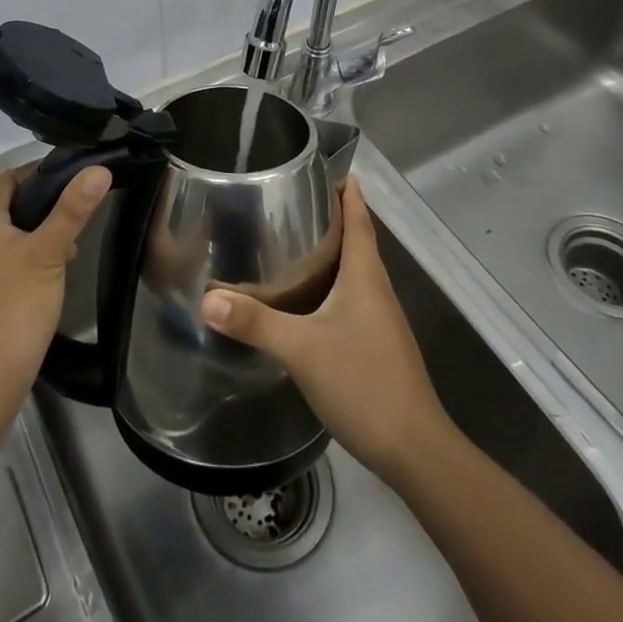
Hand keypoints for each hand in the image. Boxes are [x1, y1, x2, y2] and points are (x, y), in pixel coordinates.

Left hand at [0, 164, 111, 413]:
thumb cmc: (18, 308)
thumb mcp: (50, 253)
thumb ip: (73, 209)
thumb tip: (98, 169)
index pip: (10, 178)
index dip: (43, 175)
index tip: (76, 185)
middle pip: (5, 205)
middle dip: (41, 208)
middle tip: (76, 221)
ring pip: (2, 232)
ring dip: (32, 233)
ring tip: (66, 249)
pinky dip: (18, 255)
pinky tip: (43, 275)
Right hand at [199, 177, 451, 480]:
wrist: (415, 451)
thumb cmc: (363, 383)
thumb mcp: (301, 349)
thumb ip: (256, 323)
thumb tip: (207, 298)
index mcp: (366, 278)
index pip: (360, 221)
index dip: (350, 195)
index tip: (332, 170)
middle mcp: (378, 292)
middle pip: (359, 244)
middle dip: (335, 220)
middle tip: (297, 202)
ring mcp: (382, 323)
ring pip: (357, 275)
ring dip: (334, 255)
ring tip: (297, 245)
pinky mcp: (379, 348)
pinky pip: (354, 302)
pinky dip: (334, 288)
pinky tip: (310, 303)